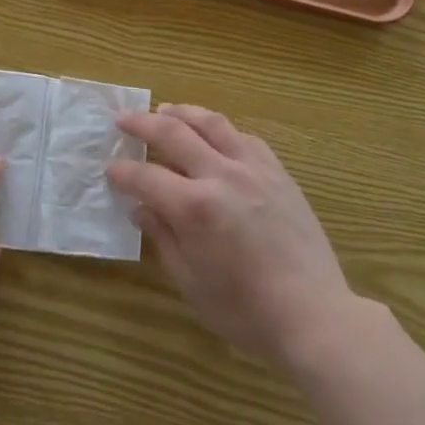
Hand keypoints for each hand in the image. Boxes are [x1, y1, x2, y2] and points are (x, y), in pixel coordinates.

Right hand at [107, 104, 353, 370]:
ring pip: (211, 122)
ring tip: (164, 109)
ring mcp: (253, 168)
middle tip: (123, 120)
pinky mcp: (277, 171)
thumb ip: (163, 238)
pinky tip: (213, 134)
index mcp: (195, 207)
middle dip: (142, 123)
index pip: (146, 177)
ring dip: (182, 112)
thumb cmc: (246, 312)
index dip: (123, 173)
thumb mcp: (192, 283)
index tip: (110, 169)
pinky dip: (221, 130)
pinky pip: (244, 137)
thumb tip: (140, 208)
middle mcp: (221, 175)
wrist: (314, 314)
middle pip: (173, 132)